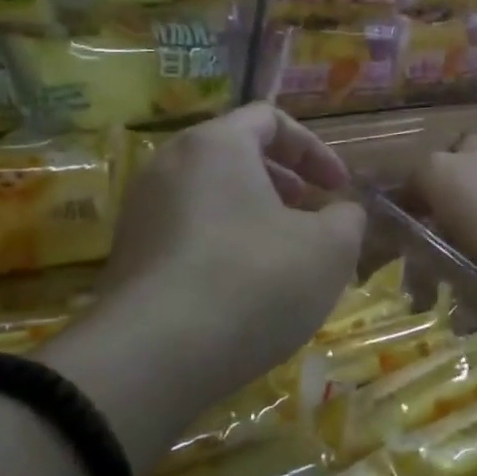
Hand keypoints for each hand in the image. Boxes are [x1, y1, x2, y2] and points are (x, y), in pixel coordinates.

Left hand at [45, 104, 365, 472]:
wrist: (154, 356)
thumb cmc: (254, 280)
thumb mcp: (329, 248)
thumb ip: (348, 218)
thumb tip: (342, 212)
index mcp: (216, 144)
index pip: (269, 119)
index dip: (314, 149)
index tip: (339, 189)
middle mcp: (169, 165)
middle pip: (235, 155)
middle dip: (285, 182)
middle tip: (313, 215)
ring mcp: (141, 212)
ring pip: (210, 196)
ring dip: (255, 216)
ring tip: (284, 255)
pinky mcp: (128, 258)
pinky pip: (187, 232)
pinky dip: (223, 244)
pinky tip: (244, 290)